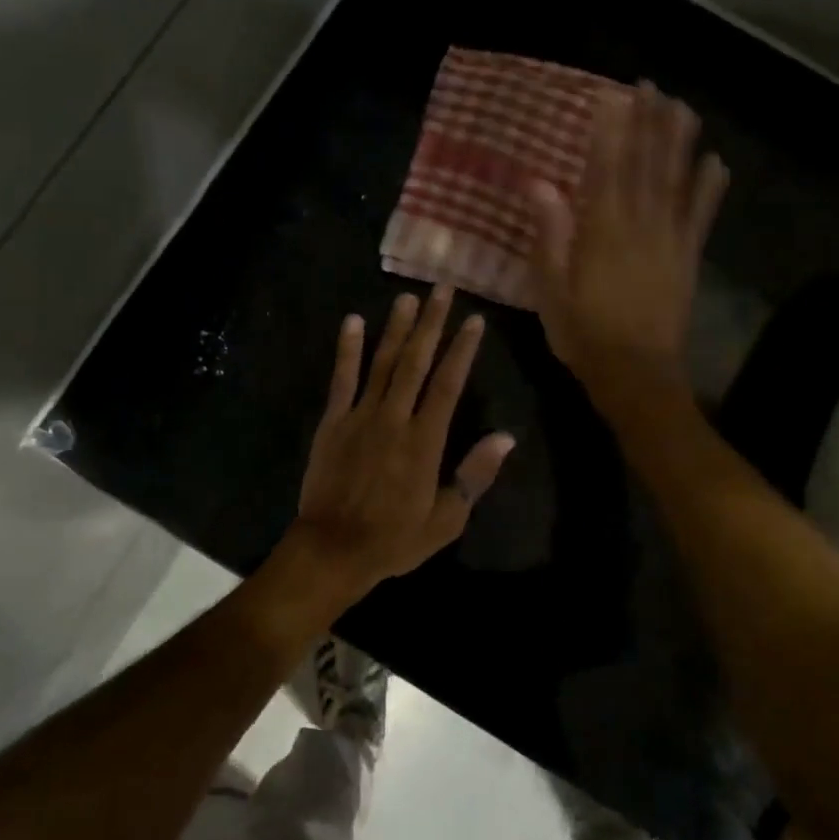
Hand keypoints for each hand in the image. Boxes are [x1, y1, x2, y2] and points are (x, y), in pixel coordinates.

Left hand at [288, 285, 514, 600]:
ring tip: (408, 297)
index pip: (448, 384)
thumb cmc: (394, 539)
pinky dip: (347, 349)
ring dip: (397, 328)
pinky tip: (353, 321)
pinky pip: (342, 379)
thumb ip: (474, 475)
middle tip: (442, 289)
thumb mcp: (446, 519)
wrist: (333, 550)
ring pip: (382, 363)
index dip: (462, 350)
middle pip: (416, 362)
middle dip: (432, 324)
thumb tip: (506, 437)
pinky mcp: (333, 421)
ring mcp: (360, 416)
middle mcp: (394, 418)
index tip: (474, 320)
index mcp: (425, 441)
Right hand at [528, 80, 727, 401]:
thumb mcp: (551, 287)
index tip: (613, 95)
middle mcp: (640, 224)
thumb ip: (549, 233)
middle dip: (648, 122)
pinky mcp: (689, 258)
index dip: (611, 129)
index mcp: (602, 230)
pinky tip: (715, 162)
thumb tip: (539, 183)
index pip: (606, 167)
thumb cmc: (583, 332)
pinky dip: (709, 188)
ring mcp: (670, 239)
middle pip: (646, 164)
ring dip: (680, 142)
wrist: (636, 373)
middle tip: (651, 86)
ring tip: (683, 107)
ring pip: (676, 181)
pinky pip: (701, 215)